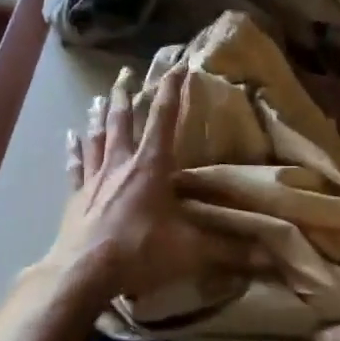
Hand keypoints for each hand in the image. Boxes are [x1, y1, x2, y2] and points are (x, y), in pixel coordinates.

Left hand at [47, 64, 242, 304]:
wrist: (82, 273)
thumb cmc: (139, 252)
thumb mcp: (190, 250)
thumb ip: (229, 249)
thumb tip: (270, 255)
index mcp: (151, 167)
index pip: (163, 119)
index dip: (171, 91)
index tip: (176, 67)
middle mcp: (122, 164)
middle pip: (123, 121)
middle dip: (127, 95)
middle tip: (125, 72)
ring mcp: (95, 179)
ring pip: (98, 138)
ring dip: (100, 115)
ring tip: (100, 96)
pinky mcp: (76, 198)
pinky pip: (75, 166)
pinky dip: (73, 150)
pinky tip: (69, 136)